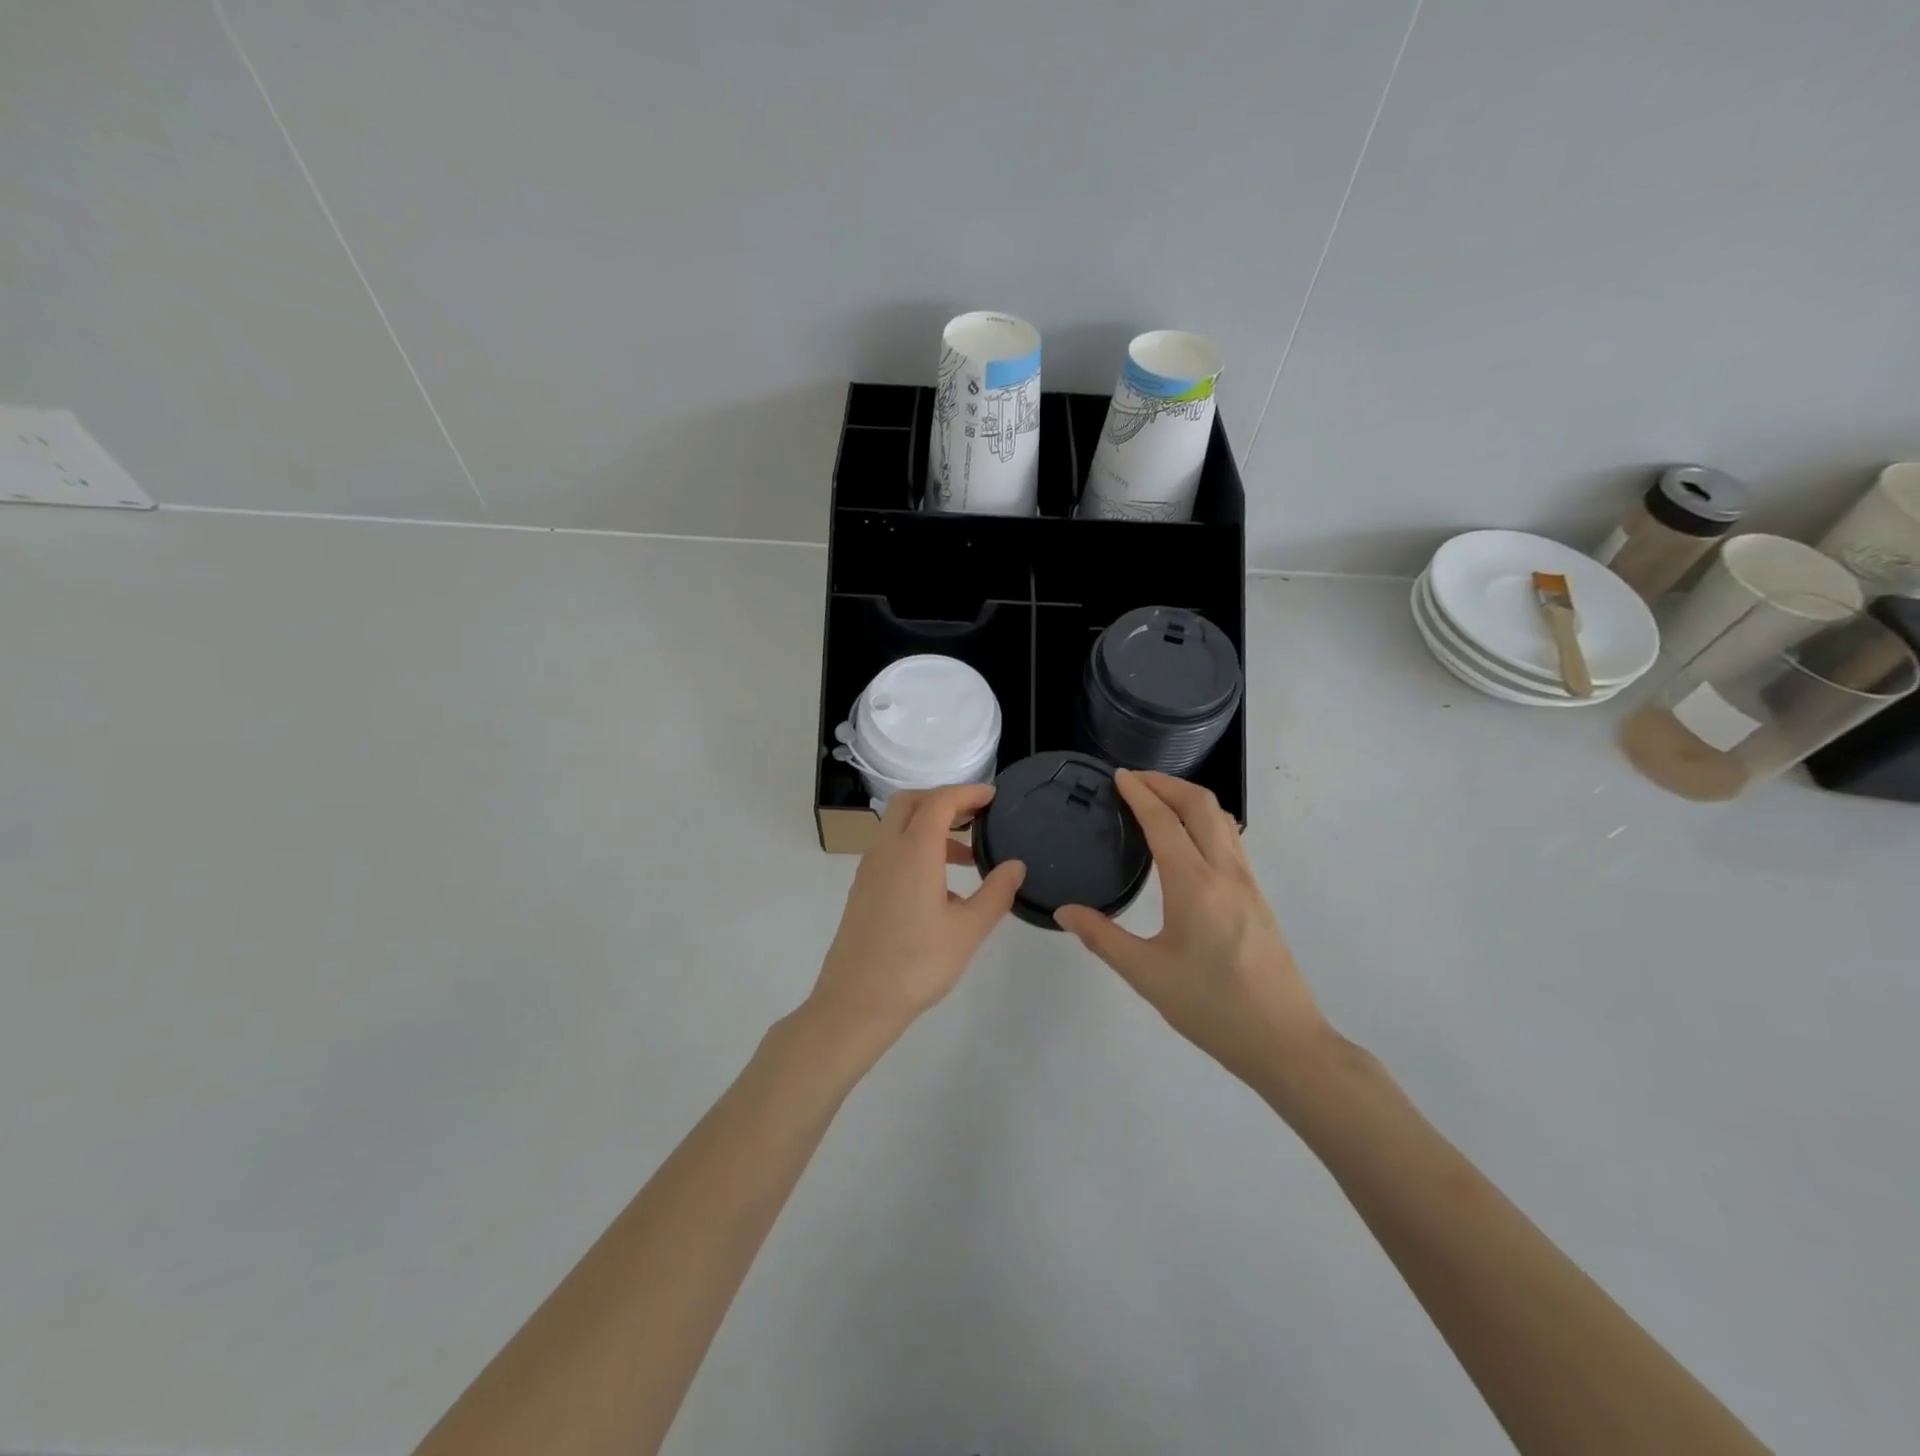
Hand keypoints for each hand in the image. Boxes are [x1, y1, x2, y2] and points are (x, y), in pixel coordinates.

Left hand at [807, 784, 1025, 1046]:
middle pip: (911, 803)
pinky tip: (941, 891)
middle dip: (944, 801)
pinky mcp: (862, 890)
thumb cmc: (917, 963)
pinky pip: (891, 853)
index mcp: (913, 851)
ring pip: (899, 829)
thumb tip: (1016, 865)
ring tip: (968, 858)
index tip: (993, 796)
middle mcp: (886, 850)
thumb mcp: (968, 930)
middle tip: (976, 816)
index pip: (939, 801)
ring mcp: (869, 870)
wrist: (856, 1002)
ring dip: (931, 829)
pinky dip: (916, 851)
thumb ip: (996, 892)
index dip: (968, 792)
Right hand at [1055, 770, 1329, 1084]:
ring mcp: (1248, 882)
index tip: (1117, 776)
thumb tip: (1064, 911)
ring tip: (1159, 800)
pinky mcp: (1258, 896)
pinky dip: (1206, 819)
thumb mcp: (1146, 975)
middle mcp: (1225, 872)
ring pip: (1222, 818)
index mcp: (1193, 885)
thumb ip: (1102, 937)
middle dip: (1166, 783)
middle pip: (1200, 805)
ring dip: (1189, 798)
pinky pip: (1232, 839)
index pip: (1163, 821)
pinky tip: (1190, 838)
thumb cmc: (1210, 1008)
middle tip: (1134, 780)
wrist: (1284, 1041)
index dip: (1139, 793)